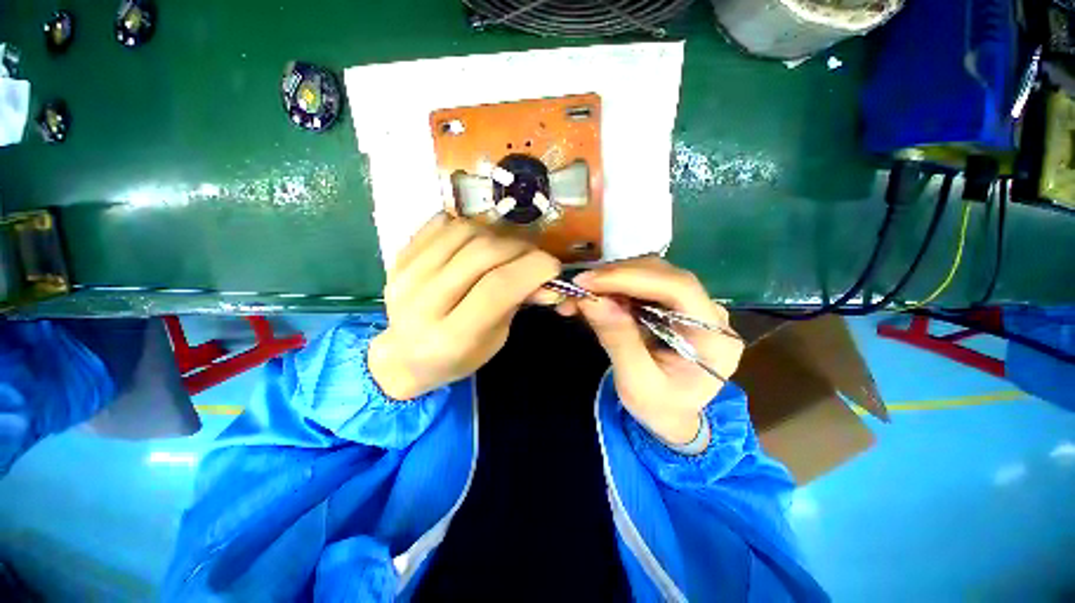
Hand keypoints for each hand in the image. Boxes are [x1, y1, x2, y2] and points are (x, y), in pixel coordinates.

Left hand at [368, 213, 561, 399]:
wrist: (404, 356)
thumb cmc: (457, 357)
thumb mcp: (496, 339)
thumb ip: (519, 304)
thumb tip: (548, 279)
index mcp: (452, 336)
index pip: (498, 287)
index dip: (533, 268)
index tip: (552, 266)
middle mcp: (423, 303)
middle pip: (483, 254)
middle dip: (520, 248)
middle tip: (532, 256)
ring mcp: (406, 276)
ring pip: (464, 232)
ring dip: (497, 234)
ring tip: (506, 249)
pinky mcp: (399, 258)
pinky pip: (441, 224)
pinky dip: (470, 227)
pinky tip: (478, 243)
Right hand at [560, 257, 743, 444]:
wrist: (671, 415)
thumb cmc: (658, 407)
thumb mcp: (636, 382)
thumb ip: (618, 340)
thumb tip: (591, 300)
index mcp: (715, 337)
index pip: (678, 288)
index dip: (631, 277)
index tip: (588, 281)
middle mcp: (710, 312)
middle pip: (662, 274)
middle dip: (615, 276)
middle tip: (578, 287)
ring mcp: (693, 305)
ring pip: (649, 273)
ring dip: (610, 280)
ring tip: (579, 295)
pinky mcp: (673, 304)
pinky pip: (641, 284)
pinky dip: (612, 288)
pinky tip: (592, 297)